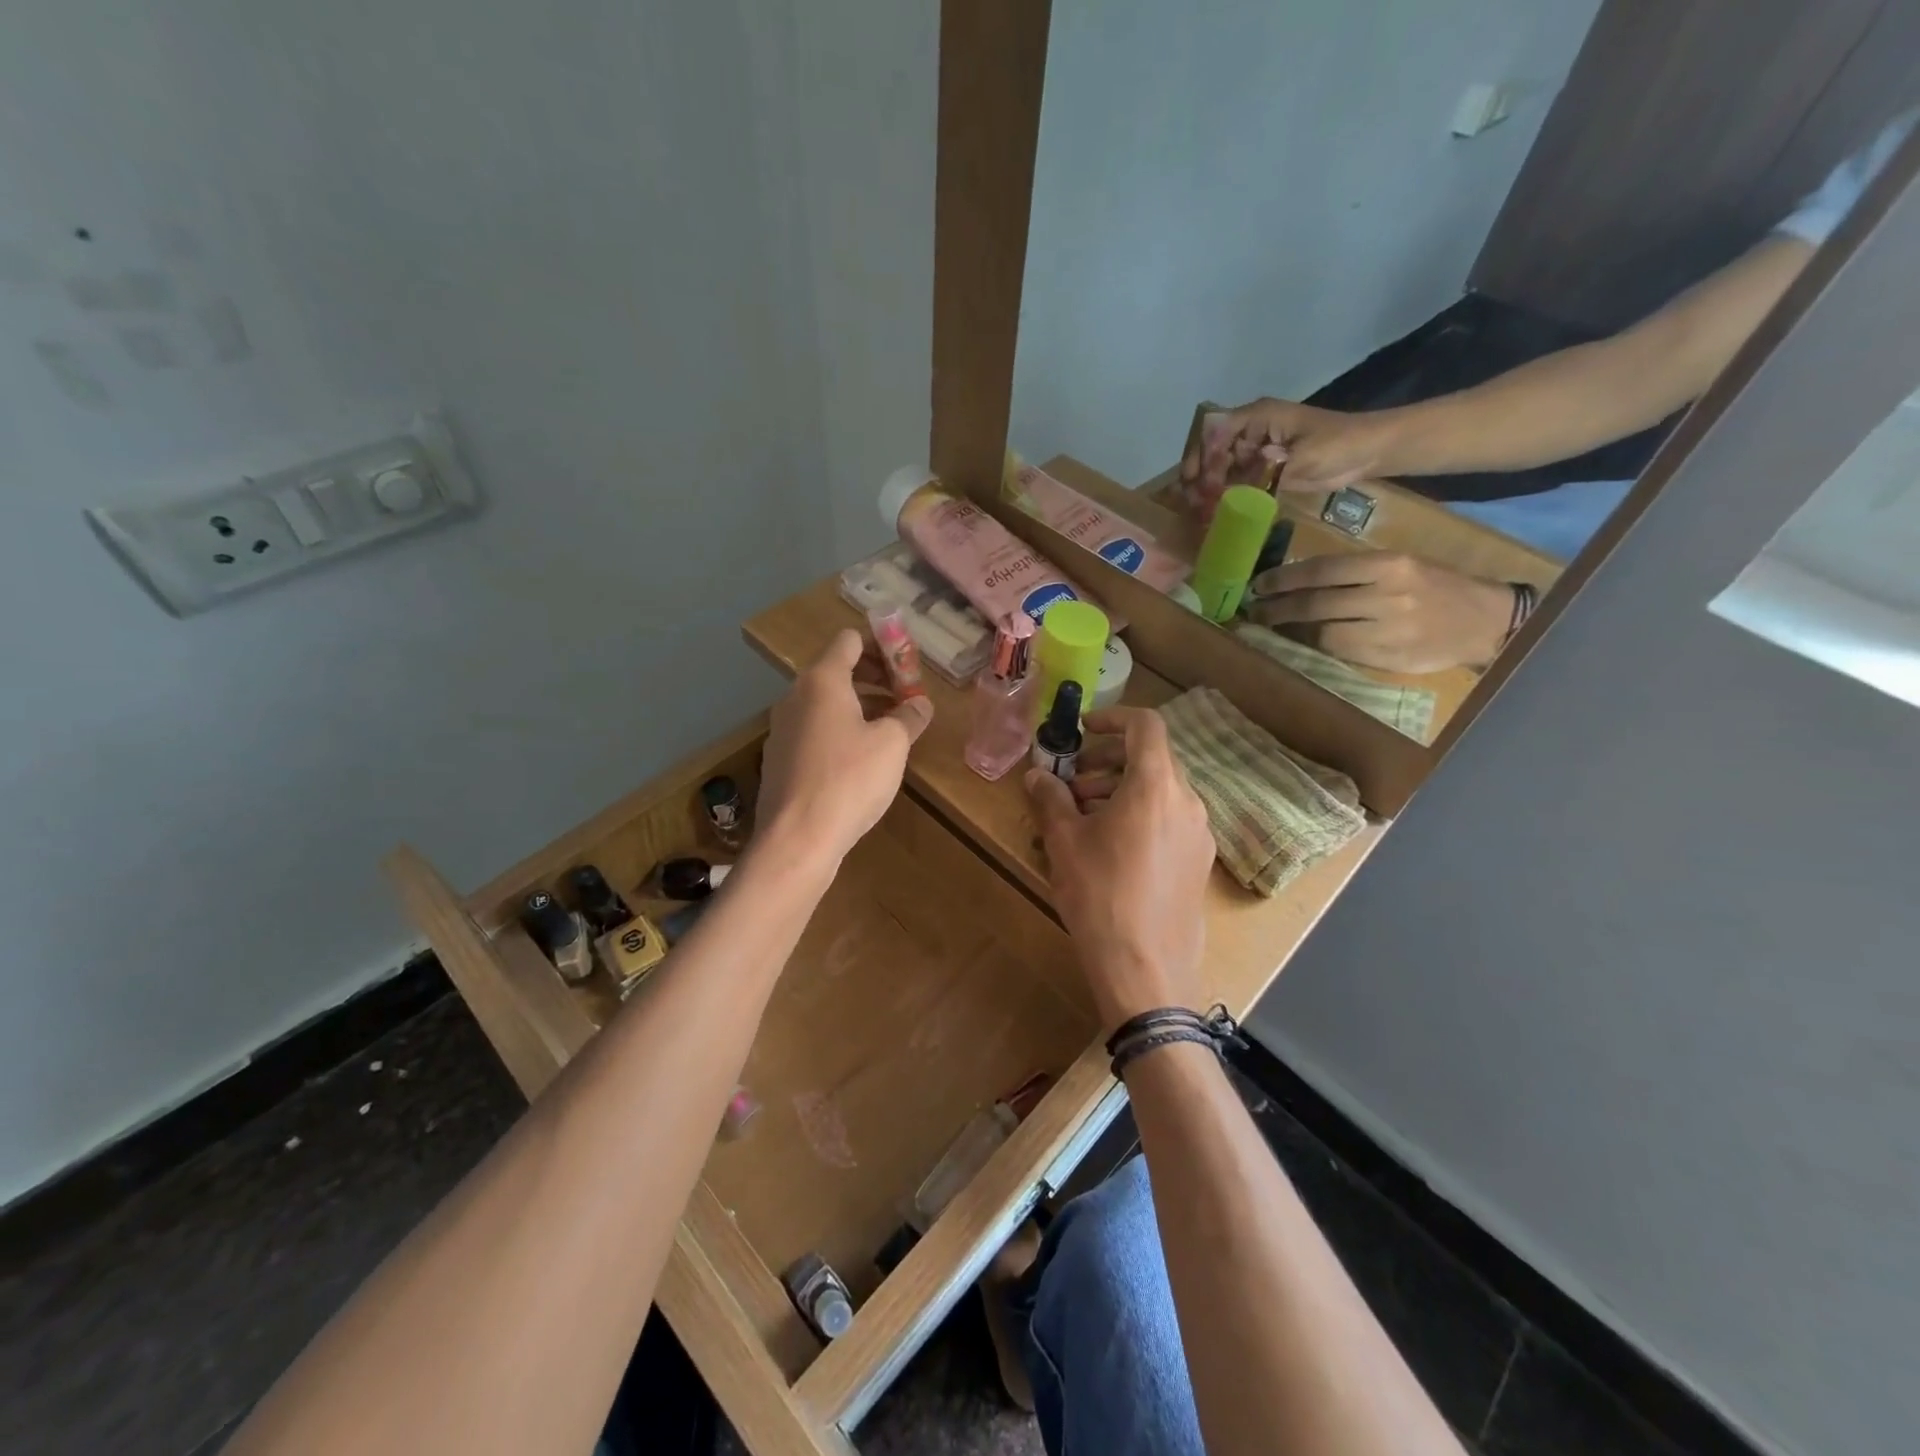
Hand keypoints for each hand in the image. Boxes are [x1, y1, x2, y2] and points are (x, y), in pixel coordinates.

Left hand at [757, 630, 933, 866]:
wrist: (797, 839)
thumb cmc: (850, 780)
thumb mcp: (892, 744)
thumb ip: (910, 716)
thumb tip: (921, 704)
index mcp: (822, 680)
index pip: (850, 640)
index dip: (882, 646)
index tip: (907, 668)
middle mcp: (795, 696)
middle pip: (837, 670)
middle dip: (874, 678)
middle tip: (905, 699)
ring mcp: (782, 728)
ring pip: (825, 703)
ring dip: (859, 706)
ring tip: (890, 730)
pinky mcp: (779, 759)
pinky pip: (814, 730)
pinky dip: (839, 731)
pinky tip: (860, 761)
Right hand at [1024, 708, 1215, 1027]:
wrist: (1146, 969)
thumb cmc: (1100, 896)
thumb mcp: (1064, 843)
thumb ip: (1050, 799)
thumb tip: (1037, 775)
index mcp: (1156, 785)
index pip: (1145, 725)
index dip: (1112, 718)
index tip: (1082, 731)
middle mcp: (1187, 801)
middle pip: (1151, 759)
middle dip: (1108, 762)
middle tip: (1072, 784)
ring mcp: (1199, 833)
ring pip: (1160, 791)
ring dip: (1121, 790)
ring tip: (1084, 817)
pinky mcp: (1199, 862)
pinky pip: (1170, 820)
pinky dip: (1140, 815)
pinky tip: (1111, 848)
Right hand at [1179, 398, 1402, 517]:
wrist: (1367, 453)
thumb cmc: (1339, 444)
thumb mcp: (1304, 456)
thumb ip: (1268, 469)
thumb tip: (1235, 480)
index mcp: (1258, 417)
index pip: (1216, 429)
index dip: (1200, 453)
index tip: (1194, 480)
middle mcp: (1251, 432)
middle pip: (1212, 450)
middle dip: (1199, 475)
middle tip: (1192, 502)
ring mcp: (1255, 452)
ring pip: (1220, 468)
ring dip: (1208, 489)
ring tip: (1199, 512)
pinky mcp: (1263, 470)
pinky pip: (1236, 482)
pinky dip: (1224, 497)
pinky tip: (1214, 514)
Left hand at [1247, 552, 1512, 672]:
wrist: (1486, 621)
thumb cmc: (1438, 587)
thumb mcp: (1401, 566)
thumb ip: (1355, 572)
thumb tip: (1298, 582)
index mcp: (1390, 565)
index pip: (1323, 570)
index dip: (1284, 580)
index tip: (1259, 586)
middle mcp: (1388, 595)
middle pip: (1316, 603)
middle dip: (1278, 608)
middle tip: (1254, 610)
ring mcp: (1389, 630)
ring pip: (1324, 633)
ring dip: (1291, 631)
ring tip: (1270, 628)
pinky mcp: (1389, 658)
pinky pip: (1340, 654)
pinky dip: (1315, 649)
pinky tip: (1300, 644)